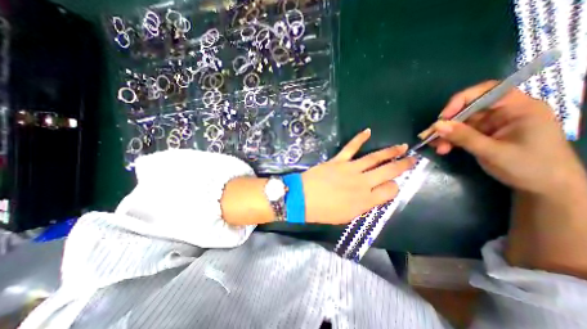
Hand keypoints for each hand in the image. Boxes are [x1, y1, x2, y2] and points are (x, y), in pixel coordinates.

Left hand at [303, 130, 415, 224]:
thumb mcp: (347, 216)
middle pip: (388, 171)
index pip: (390, 190)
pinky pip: (351, 147)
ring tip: (401, 146)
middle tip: (412, 159)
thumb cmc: (323, 212)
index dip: (394, 186)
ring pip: (374, 158)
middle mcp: (362, 183)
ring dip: (389, 151)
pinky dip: (359, 138)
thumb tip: (374, 196)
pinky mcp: (338, 160)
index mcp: (366, 200)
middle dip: (402, 165)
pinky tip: (368, 131)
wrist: (302, 199)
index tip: (393, 184)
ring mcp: (350, 169)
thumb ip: (364, 206)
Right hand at [425, 80, 584, 196]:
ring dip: (446, 135)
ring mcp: (492, 125)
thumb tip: (437, 126)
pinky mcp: (484, 135)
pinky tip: (442, 149)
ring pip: (461, 123)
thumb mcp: (493, 152)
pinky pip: (461, 134)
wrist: (544, 188)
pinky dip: (449, 140)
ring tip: (436, 147)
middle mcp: (504, 113)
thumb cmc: (529, 167)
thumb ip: (464, 137)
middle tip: (430, 136)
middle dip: (448, 123)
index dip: (461, 100)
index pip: (487, 91)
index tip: (443, 117)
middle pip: (468, 110)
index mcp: (519, 108)